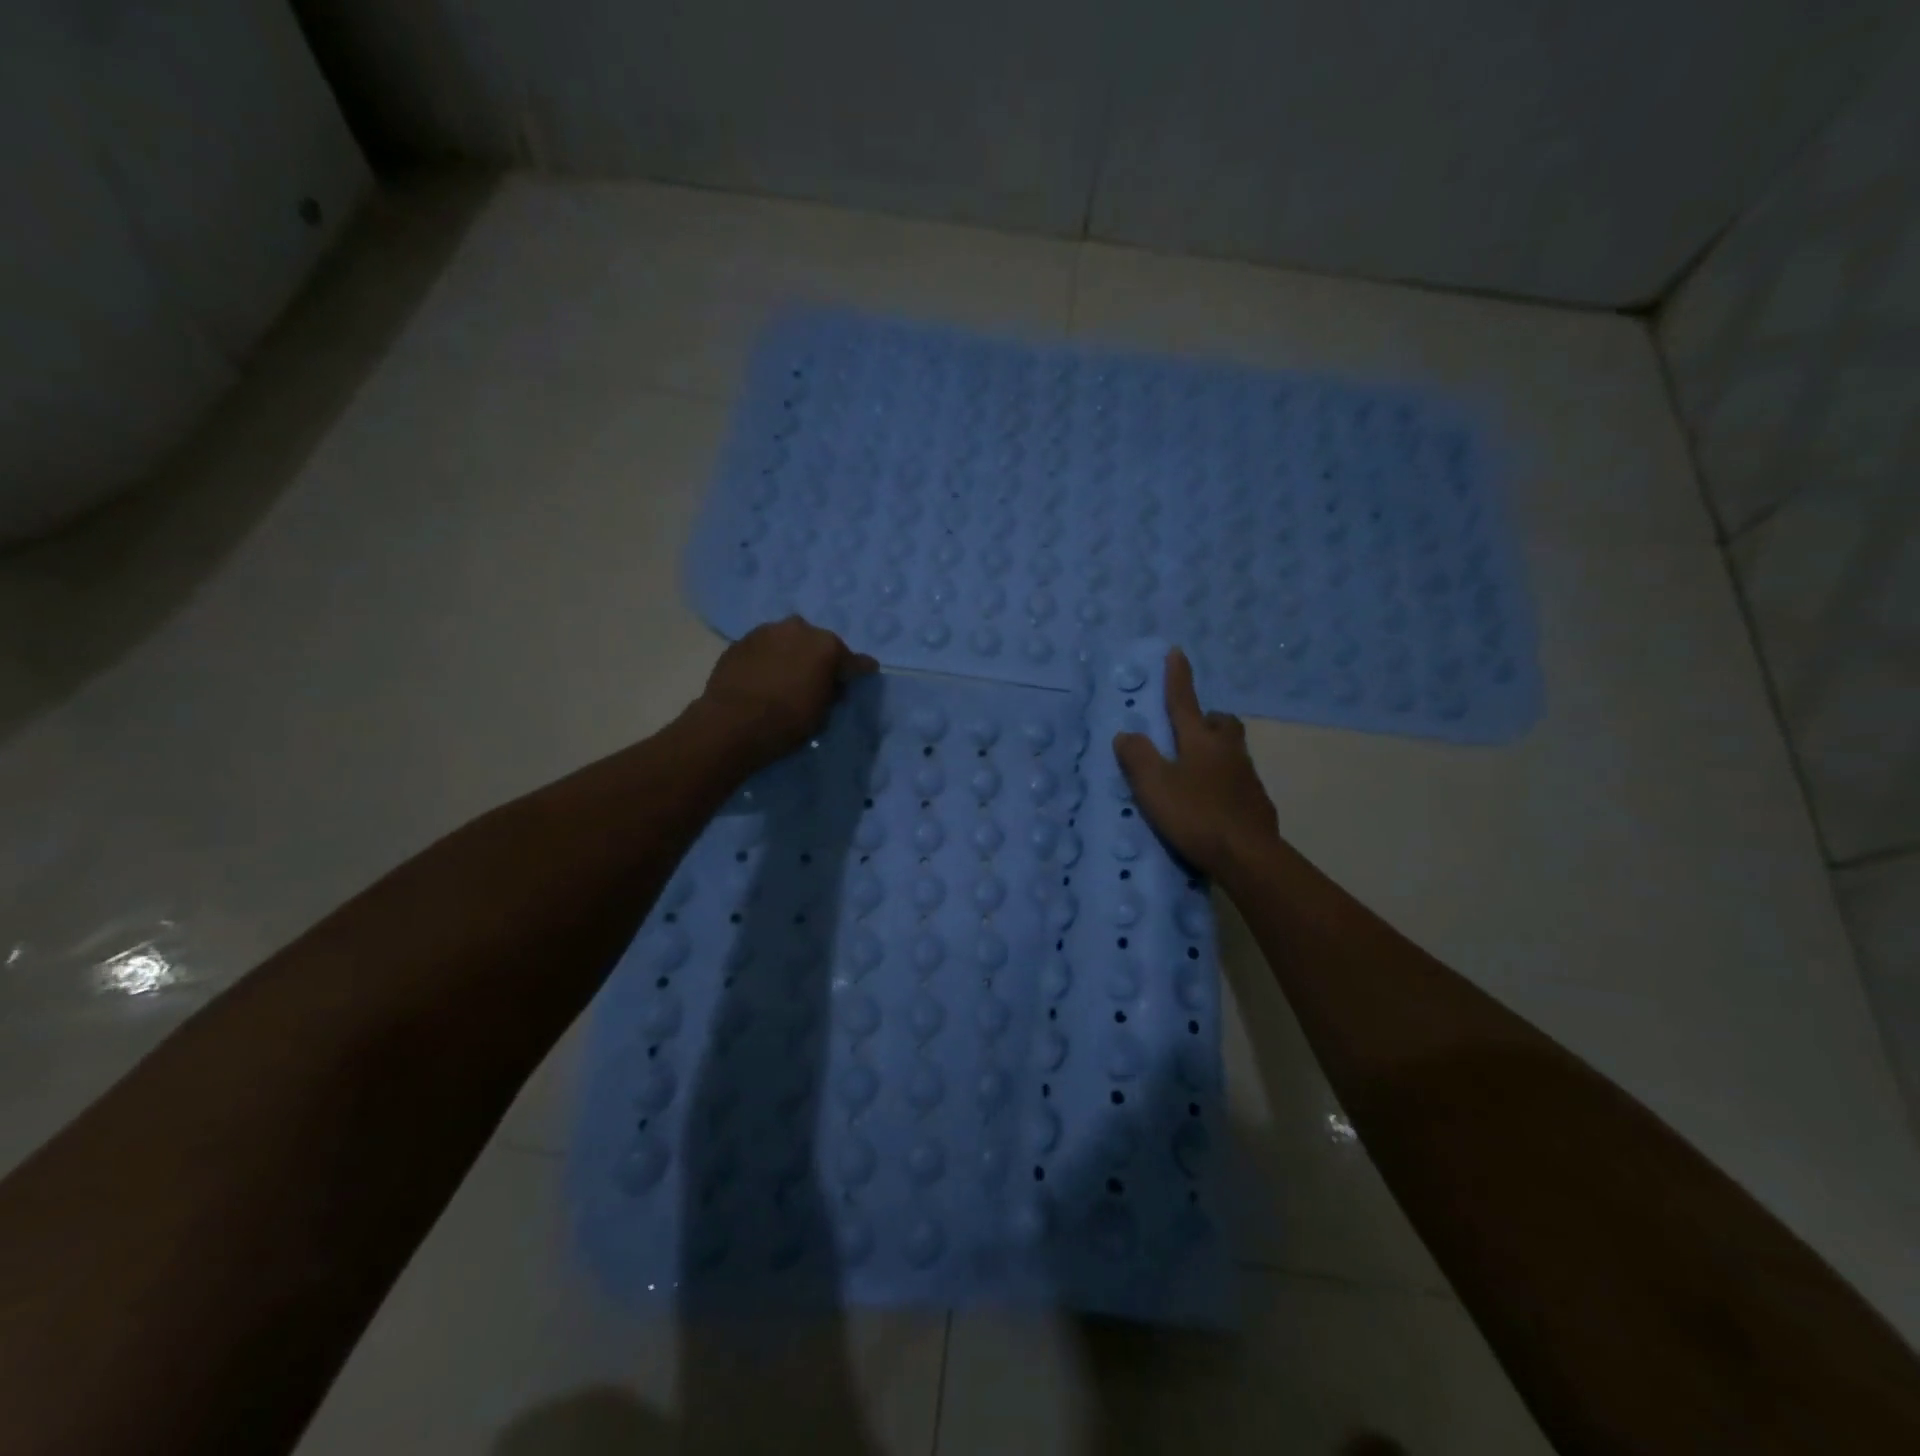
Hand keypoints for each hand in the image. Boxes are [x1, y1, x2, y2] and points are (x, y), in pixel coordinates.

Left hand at [696, 616, 876, 768]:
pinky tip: (764, 676)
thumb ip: (832, 691)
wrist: (731, 723)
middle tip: (817, 678)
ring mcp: (767, 631)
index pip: (853, 660)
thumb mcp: (822, 713)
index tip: (865, 673)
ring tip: (787, 675)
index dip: (859, 670)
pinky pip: (764, 648)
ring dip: (792, 654)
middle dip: (820, 658)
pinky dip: (768, 658)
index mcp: (827, 646)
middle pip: (818, 643)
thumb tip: (831, 684)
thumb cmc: (787, 722)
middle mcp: (799, 629)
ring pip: (788, 640)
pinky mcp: (741, 641)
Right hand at [1113, 647, 1281, 880]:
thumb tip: (1126, 734)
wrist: (1247, 856)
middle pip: (1222, 723)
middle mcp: (1228, 751)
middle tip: (1190, 728)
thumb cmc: (1196, 815)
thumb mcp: (1154, 786)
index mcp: (1200, 741)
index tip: (1176, 652)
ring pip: (1232, 751)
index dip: (1178, 678)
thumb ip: (1138, 758)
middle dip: (1207, 718)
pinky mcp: (1257, 803)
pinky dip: (1223, 781)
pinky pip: (1238, 780)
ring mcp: (1247, 777)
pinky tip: (1211, 801)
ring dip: (1216, 750)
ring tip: (1194, 769)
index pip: (1184, 702)